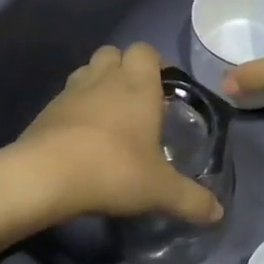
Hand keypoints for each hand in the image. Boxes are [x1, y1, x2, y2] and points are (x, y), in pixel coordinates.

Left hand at [19, 43, 223, 223]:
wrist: (45, 175)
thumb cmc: (113, 169)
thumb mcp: (160, 190)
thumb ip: (191, 199)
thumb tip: (218, 213)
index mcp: (136, 85)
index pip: (145, 50)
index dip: (155, 63)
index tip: (163, 86)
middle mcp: (103, 79)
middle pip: (113, 53)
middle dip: (124, 69)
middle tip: (137, 100)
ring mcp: (70, 91)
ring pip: (86, 71)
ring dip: (98, 84)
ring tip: (109, 117)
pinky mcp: (46, 110)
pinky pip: (65, 98)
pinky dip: (75, 109)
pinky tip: (82, 138)